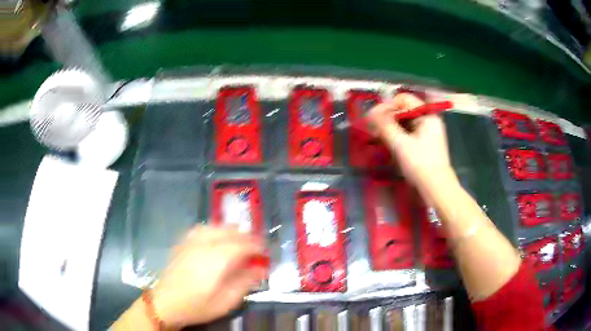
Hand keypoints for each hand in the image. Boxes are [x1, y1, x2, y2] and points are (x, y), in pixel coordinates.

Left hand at [152, 225, 267, 327]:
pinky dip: (213, 230)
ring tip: (238, 238)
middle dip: (245, 235)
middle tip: (254, 245)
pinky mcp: (181, 244)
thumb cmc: (197, 306)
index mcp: (216, 260)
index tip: (264, 250)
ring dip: (229, 230)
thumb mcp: (226, 302)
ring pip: (214, 227)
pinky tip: (215, 236)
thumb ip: (244, 283)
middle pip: (228, 232)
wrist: (165, 303)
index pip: (241, 245)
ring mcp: (190, 243)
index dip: (256, 245)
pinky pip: (200, 229)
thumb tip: (260, 268)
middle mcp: (203, 246)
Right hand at [368, 93, 456, 191]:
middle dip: (387, 117)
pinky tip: (390, 143)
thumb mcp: (400, 144)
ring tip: (379, 137)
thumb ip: (385, 126)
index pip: (403, 99)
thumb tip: (370, 113)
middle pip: (404, 110)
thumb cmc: (420, 164)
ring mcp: (428, 131)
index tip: (373, 118)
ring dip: (391, 127)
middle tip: (374, 130)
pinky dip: (398, 135)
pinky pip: (409, 132)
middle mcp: (429, 119)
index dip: (387, 106)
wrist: (437, 188)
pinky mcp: (425, 142)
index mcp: (427, 115)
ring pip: (405, 121)